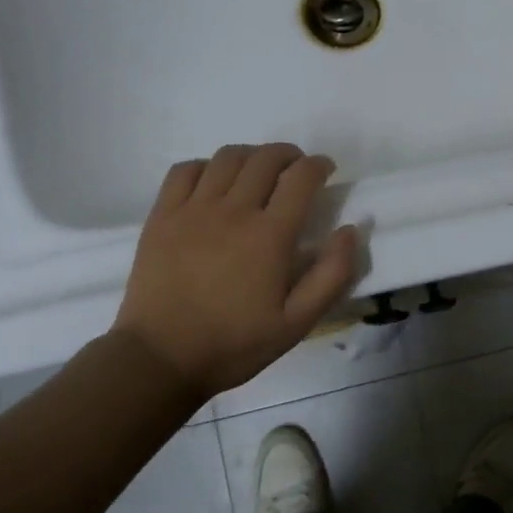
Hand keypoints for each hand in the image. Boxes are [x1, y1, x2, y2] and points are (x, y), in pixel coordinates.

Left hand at [113, 144, 358, 398]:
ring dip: (251, 156)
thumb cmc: (235, 343)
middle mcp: (234, 211)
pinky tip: (214, 183)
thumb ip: (332, 274)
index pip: (301, 177)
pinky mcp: (162, 216)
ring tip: (258, 172)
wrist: (162, 358)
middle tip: (296, 170)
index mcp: (271, 236)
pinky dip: (207, 166)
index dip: (318, 166)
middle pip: (265, 158)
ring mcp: (193, 210)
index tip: (326, 171)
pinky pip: (185, 170)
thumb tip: (350, 230)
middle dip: (288, 155)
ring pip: (227, 158)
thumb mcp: (298, 322)